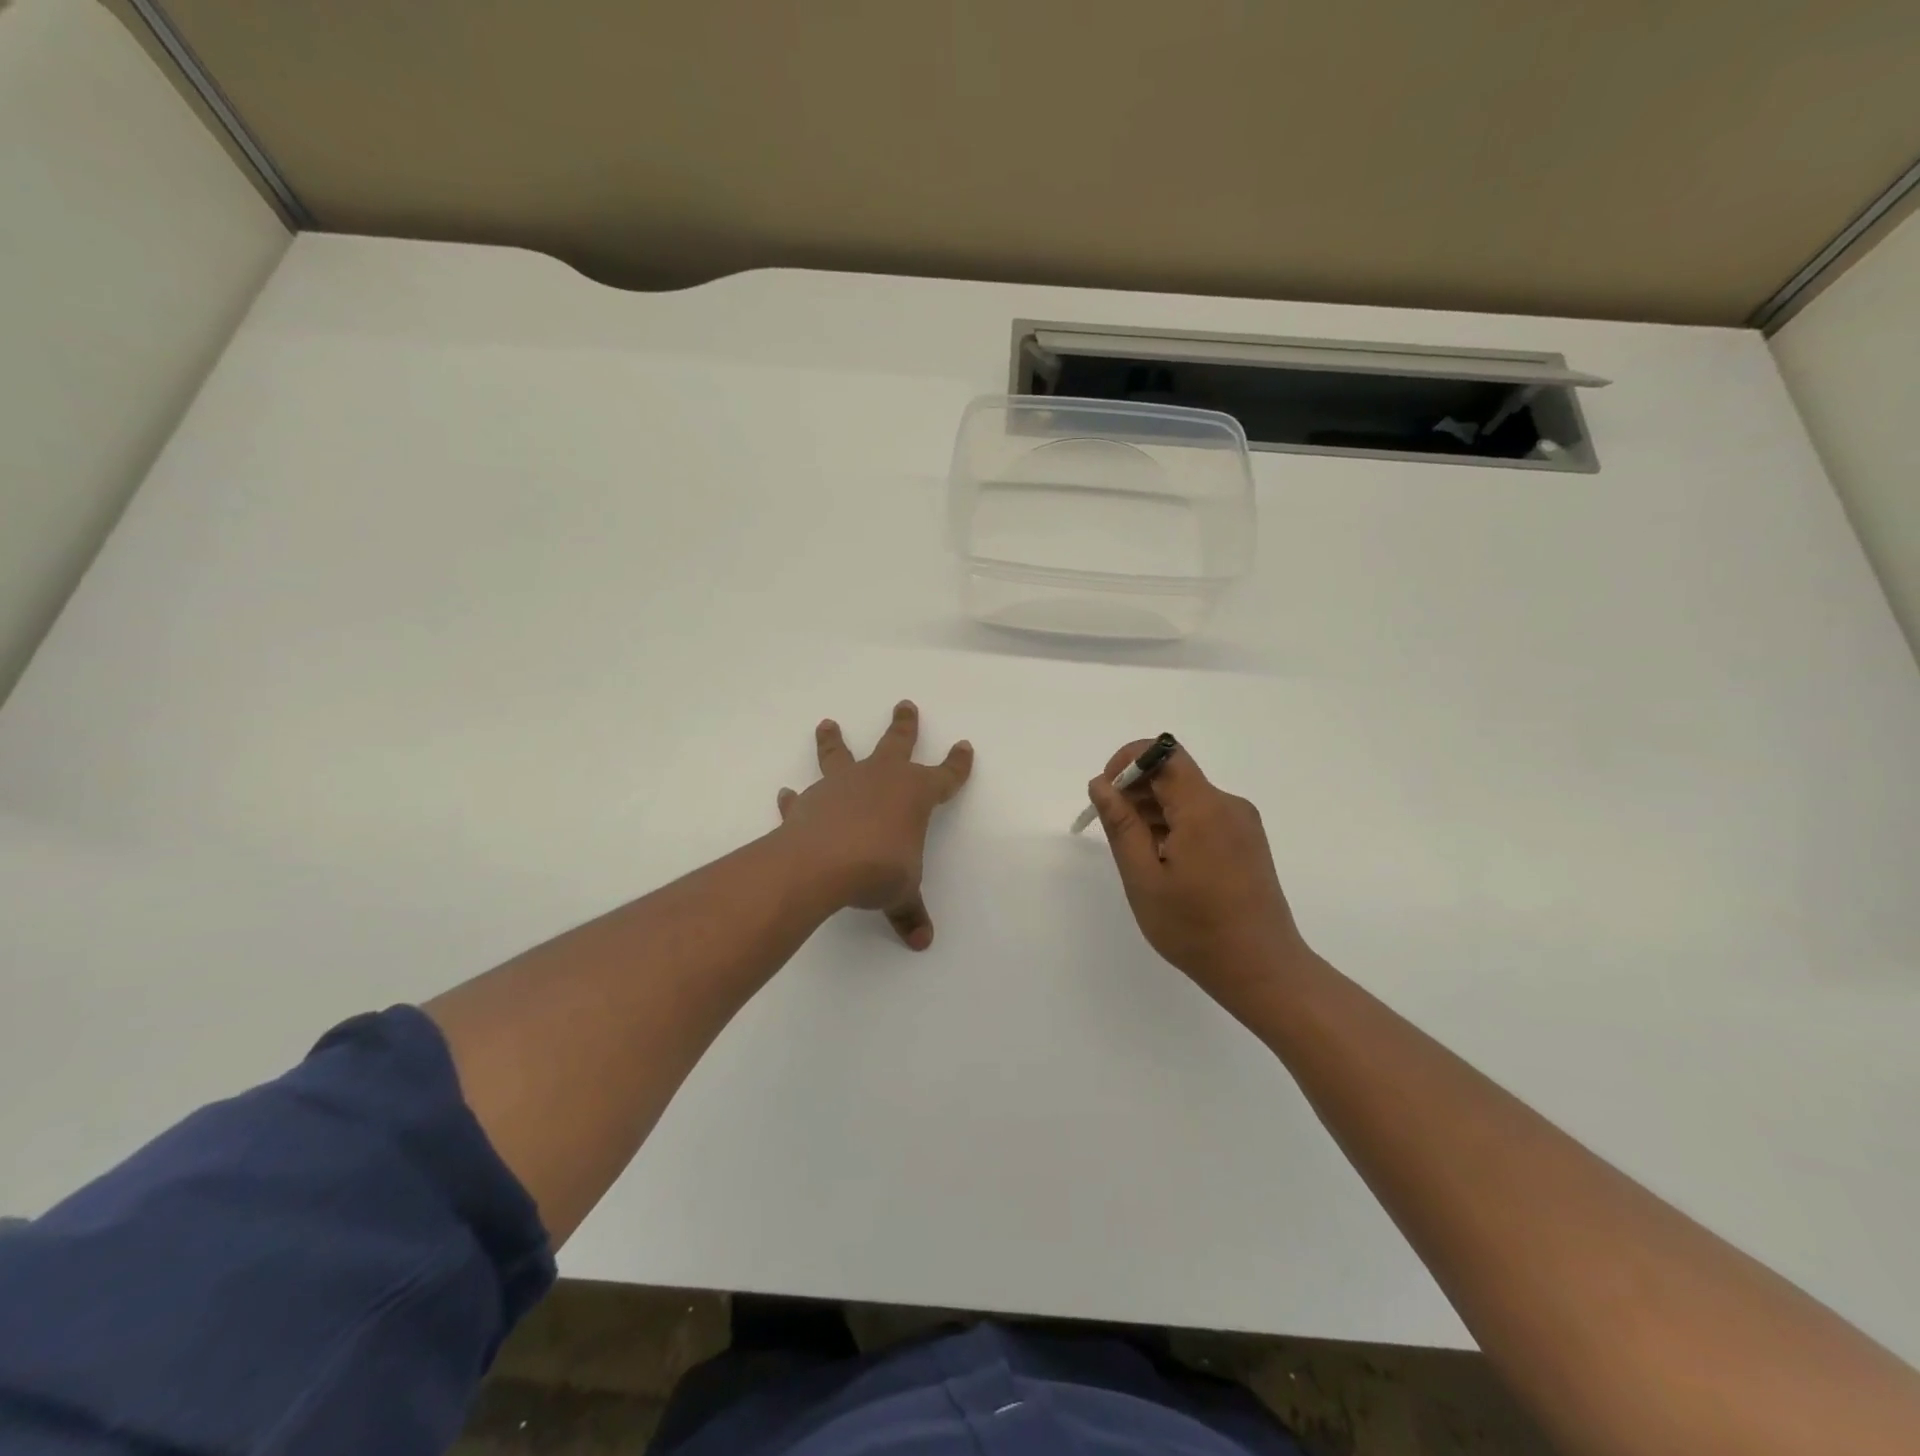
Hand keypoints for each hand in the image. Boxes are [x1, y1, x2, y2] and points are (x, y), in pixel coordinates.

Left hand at [775, 701, 972, 949]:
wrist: (822, 864)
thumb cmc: (878, 870)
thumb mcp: (901, 893)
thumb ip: (910, 912)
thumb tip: (922, 941)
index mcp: (914, 794)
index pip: (945, 776)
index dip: (957, 764)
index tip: (964, 746)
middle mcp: (880, 779)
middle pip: (897, 743)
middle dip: (904, 725)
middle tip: (905, 704)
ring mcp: (842, 785)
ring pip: (840, 754)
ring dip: (834, 740)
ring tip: (827, 724)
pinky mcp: (809, 801)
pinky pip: (802, 796)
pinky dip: (794, 798)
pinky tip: (786, 795)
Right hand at [1087, 741, 1307, 1000]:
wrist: (1262, 970)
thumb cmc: (1195, 929)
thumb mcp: (1144, 878)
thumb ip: (1121, 825)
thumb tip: (1101, 784)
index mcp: (1204, 808)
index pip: (1164, 753)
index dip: (1129, 761)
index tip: (1106, 793)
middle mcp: (1228, 805)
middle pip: (1174, 774)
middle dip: (1136, 790)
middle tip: (1112, 831)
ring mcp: (1242, 823)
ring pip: (1187, 797)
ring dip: (1154, 810)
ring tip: (1136, 854)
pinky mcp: (1246, 841)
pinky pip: (1203, 816)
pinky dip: (1175, 825)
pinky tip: (1163, 862)